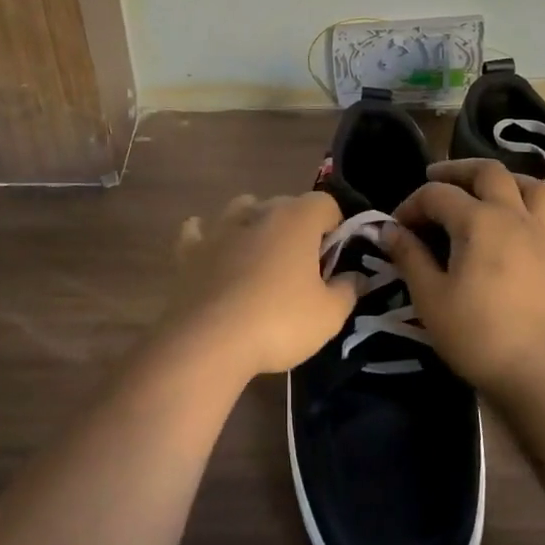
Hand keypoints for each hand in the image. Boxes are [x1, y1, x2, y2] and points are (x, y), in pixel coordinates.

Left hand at [162, 192, 354, 380]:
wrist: (208, 341)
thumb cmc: (278, 322)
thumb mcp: (329, 316)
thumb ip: (347, 290)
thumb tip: (355, 277)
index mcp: (296, 219)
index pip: (325, 203)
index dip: (335, 225)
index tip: (335, 257)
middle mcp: (258, 212)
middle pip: (285, 205)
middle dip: (297, 227)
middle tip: (302, 266)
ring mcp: (219, 228)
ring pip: (242, 209)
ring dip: (254, 224)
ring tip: (260, 257)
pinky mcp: (189, 249)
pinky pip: (198, 231)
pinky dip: (207, 237)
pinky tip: (212, 253)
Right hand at [384, 160, 544, 394]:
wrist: (542, 375)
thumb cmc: (478, 334)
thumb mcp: (430, 297)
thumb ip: (409, 256)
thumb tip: (388, 230)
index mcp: (478, 220)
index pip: (436, 195)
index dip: (410, 204)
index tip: (395, 229)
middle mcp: (514, 216)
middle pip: (489, 172)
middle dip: (458, 170)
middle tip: (435, 179)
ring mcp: (544, 237)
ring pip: (533, 188)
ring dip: (507, 181)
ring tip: (487, 191)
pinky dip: (538, 216)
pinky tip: (526, 228)